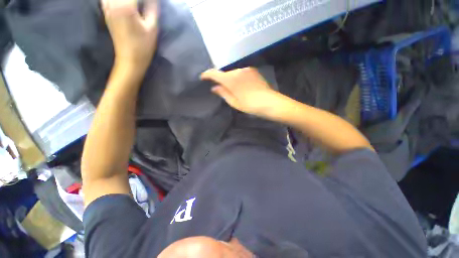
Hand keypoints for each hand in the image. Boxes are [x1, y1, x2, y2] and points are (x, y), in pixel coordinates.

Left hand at [102, 0, 158, 69]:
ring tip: (136, 5)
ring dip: (129, 1)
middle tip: (146, 4)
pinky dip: (116, 0)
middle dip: (137, 0)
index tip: (151, 3)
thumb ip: (152, 8)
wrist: (130, 60)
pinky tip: (124, 4)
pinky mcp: (106, 12)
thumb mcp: (152, 28)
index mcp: (125, 6)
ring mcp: (107, 7)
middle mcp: (112, 3)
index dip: (146, 0)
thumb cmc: (143, 46)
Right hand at [201, 68, 280, 115]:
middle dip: (221, 80)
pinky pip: (241, 73)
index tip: (203, 78)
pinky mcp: (253, 71)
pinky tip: (242, 86)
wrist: (270, 102)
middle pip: (225, 74)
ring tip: (234, 90)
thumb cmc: (250, 105)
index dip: (207, 75)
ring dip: (230, 79)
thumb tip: (214, 88)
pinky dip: (238, 78)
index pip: (214, 73)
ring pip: (233, 73)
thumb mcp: (234, 102)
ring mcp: (246, 69)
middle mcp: (237, 71)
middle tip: (221, 89)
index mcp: (231, 79)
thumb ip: (223, 93)